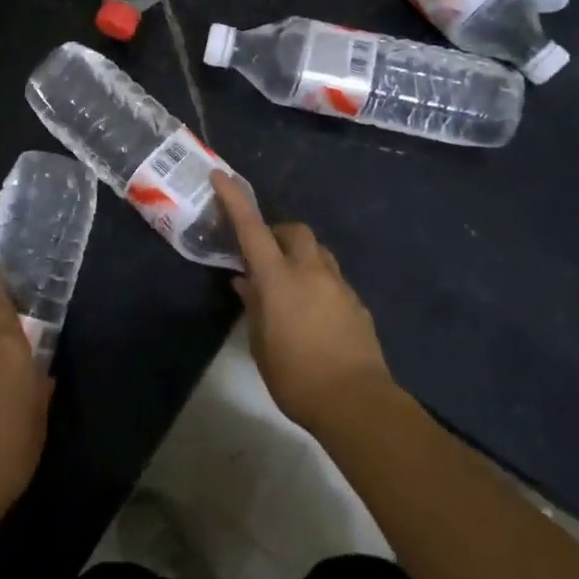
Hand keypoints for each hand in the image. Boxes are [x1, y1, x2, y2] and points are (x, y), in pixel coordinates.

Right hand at [211, 172, 396, 434]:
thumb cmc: (297, 377)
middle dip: (278, 233)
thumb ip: (254, 307)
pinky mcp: (357, 303)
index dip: (235, 200)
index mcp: (279, 279)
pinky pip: (333, 278)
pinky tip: (312, 311)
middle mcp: (311, 272)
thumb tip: (246, 283)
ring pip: (318, 252)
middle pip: (295, 231)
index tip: (222, 176)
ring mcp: (339, 285)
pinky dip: (318, 281)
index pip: (252, 229)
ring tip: (288, 284)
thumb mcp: (261, 344)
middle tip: (263, 255)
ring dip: (299, 256)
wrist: (357, 402)